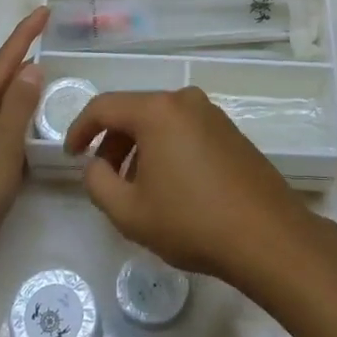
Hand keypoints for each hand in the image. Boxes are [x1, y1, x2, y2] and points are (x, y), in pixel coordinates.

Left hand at [0, 7, 46, 287]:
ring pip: (0, 114)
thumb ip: (19, 106)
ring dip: (23, 99)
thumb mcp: (2, 144)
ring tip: (51, 88)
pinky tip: (35, 140)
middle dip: (23, 64)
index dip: (24, 36)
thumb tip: (31, 68)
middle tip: (52, 47)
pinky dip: (21, 131)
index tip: (44, 11)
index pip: (2, 63)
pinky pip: (2, 140)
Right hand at [64, 86, 312, 282]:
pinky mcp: (230, 131)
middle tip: (103, 177)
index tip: (70, 155)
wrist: (267, 236)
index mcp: (157, 110)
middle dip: (112, 142)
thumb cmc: (192, 221)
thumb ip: (97, 183)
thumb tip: (95, 165)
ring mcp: (212, 113)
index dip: (80, 129)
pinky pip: (184, 130)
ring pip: (160, 122)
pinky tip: (169, 185)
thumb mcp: (129, 212)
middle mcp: (185, 100)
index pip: (104, 106)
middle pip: (134, 111)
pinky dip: (166, 149)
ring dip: (139, 148)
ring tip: (136, 187)